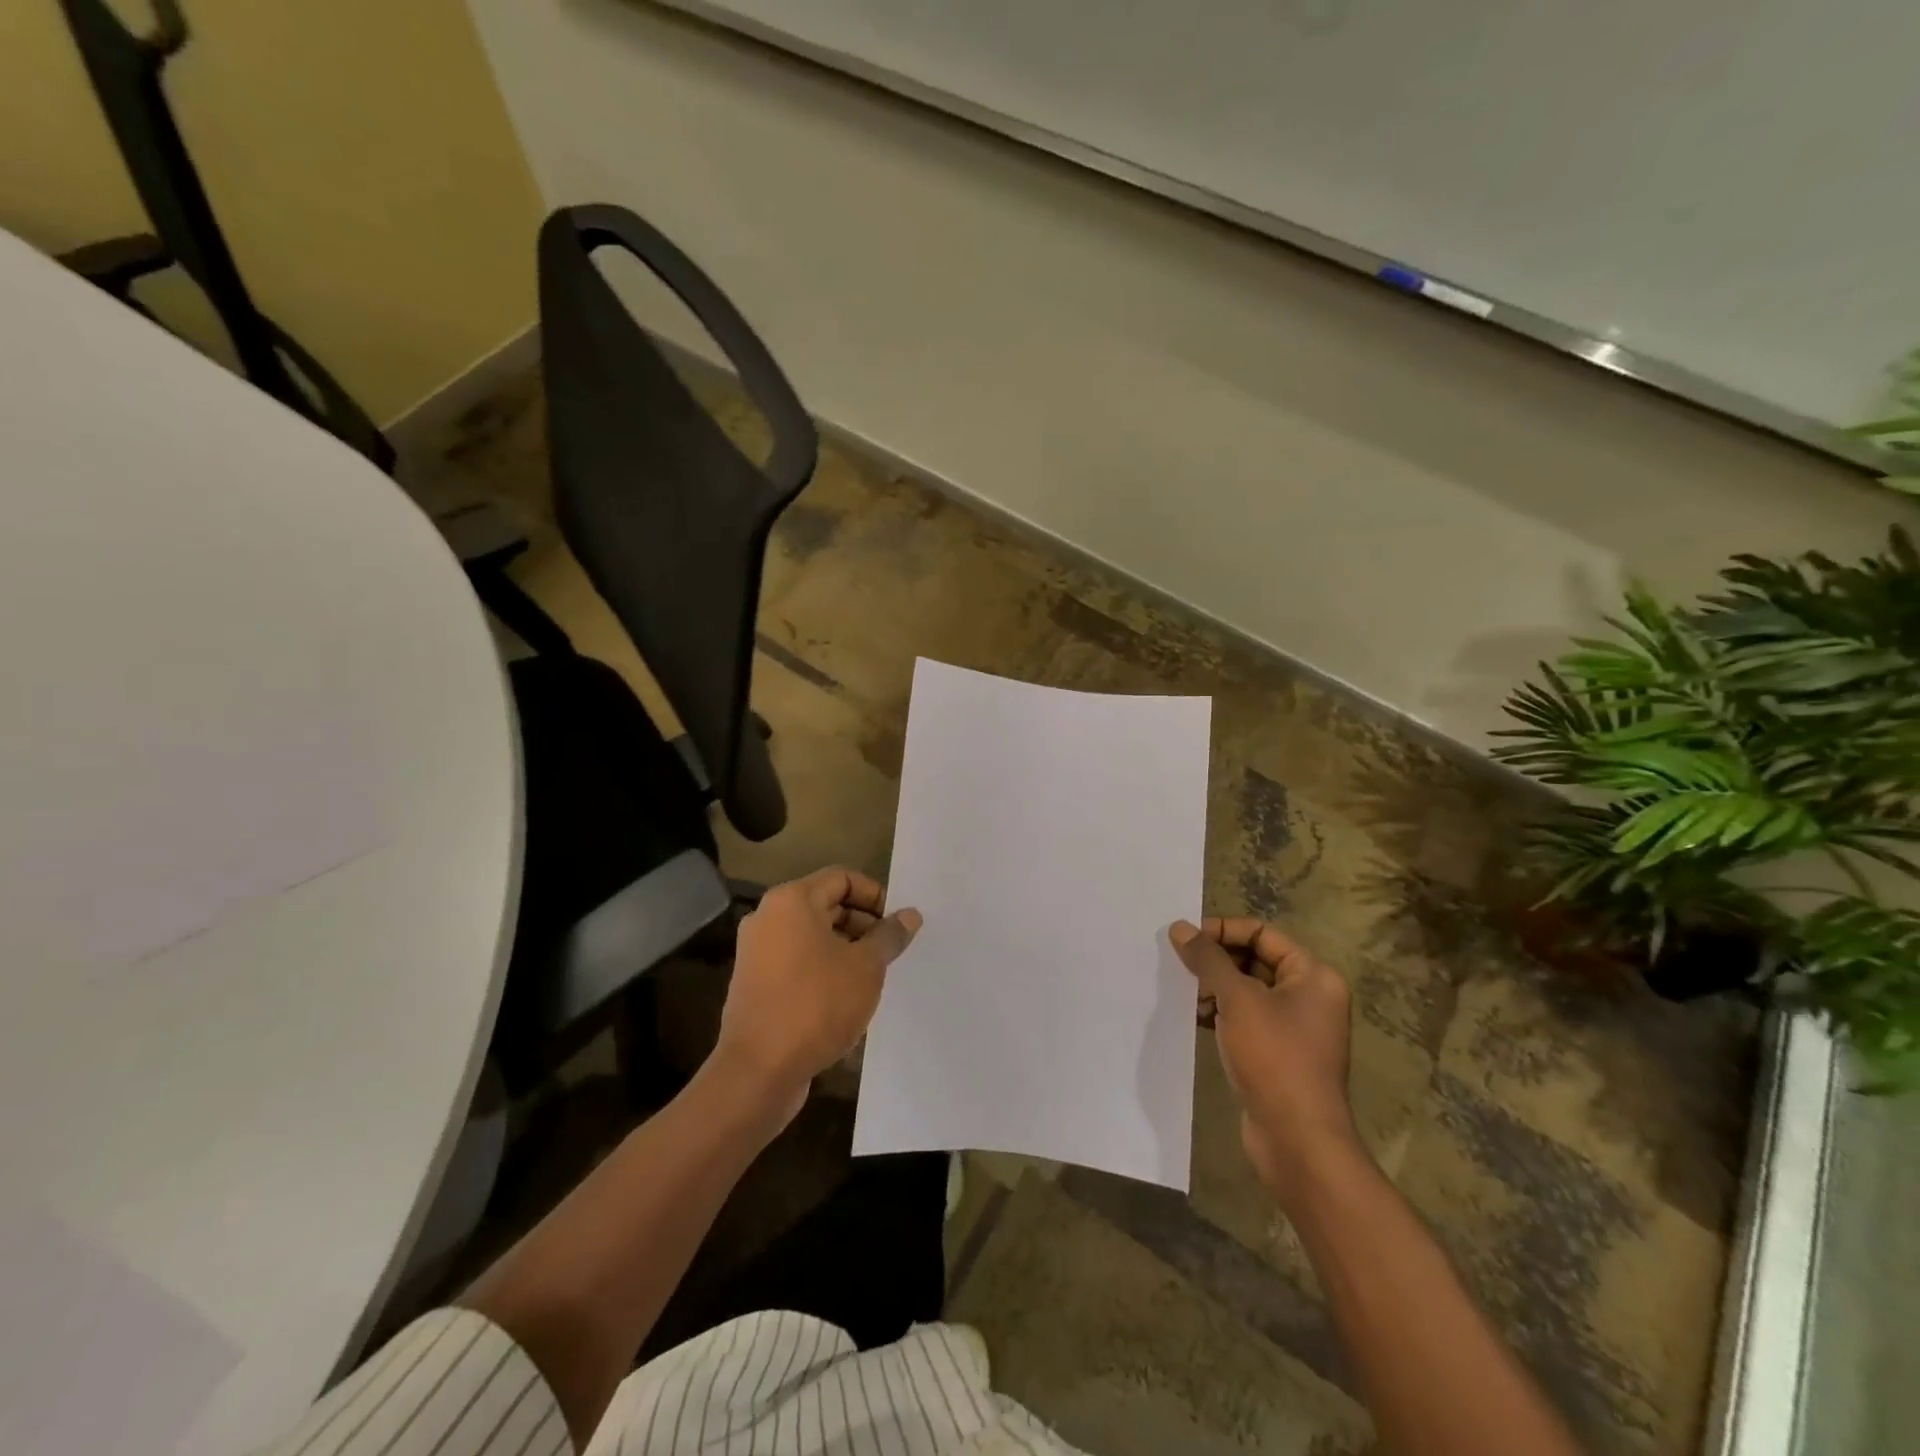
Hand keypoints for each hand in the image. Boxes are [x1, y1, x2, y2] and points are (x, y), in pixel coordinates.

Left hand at [713, 867, 921, 1122]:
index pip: (841, 878)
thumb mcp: (866, 967)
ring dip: (845, 948)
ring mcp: (756, 951)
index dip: (874, 895)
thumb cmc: (817, 1005)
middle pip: (825, 904)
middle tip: (890, 950)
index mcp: (791, 901)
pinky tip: (846, 997)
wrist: (758, 1070)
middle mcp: (768, 917)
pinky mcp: (754, 983)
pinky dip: (823, 968)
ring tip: (872, 975)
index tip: (896, 923)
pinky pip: (796, 961)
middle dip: (862, 923)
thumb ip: (889, 936)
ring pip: (811, 935)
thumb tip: (909, 915)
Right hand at [1170, 918, 1360, 1205]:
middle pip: (1254, 959)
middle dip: (1215, 960)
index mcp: (1313, 976)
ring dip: (1214, 987)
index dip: (1223, 930)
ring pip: (1246, 990)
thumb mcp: (1237, 1000)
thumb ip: (1208, 959)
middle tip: (1179, 964)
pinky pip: (1245, 1018)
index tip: (1186, 939)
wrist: (1298, 1141)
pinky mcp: (1278, 1053)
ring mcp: (1295, 1027)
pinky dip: (1220, 1012)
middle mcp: (1310, 996)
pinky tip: (1193, 1017)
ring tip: (1183, 992)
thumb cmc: (1274, 1058)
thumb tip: (1180, 928)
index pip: (1262, 933)